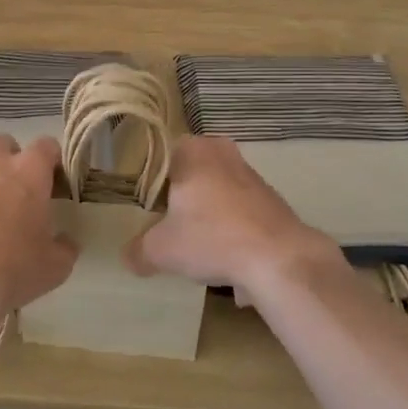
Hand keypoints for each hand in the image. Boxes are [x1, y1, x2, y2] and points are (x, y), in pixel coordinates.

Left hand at [0, 134, 76, 338]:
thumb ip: (65, 246)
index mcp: (29, 171)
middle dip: (13, 159)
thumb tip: (65, 241)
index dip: (55, 162)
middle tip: (22, 189)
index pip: (47, 146)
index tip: (58, 184)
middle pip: (4, 144)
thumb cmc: (14, 266)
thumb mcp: (55, 265)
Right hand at [125, 136, 342, 303]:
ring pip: (214, 191)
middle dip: (178, 199)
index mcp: (192, 150)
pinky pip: (238, 210)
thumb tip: (129, 257)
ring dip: (205, 214)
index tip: (142, 207)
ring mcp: (250, 174)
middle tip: (165, 226)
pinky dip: (229, 228)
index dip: (148, 182)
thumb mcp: (161, 250)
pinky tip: (225, 256)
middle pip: (189, 174)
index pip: (160, 156)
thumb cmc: (211, 238)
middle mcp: (221, 152)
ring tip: (195, 245)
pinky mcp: (271, 198)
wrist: (279, 257)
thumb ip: (138, 250)